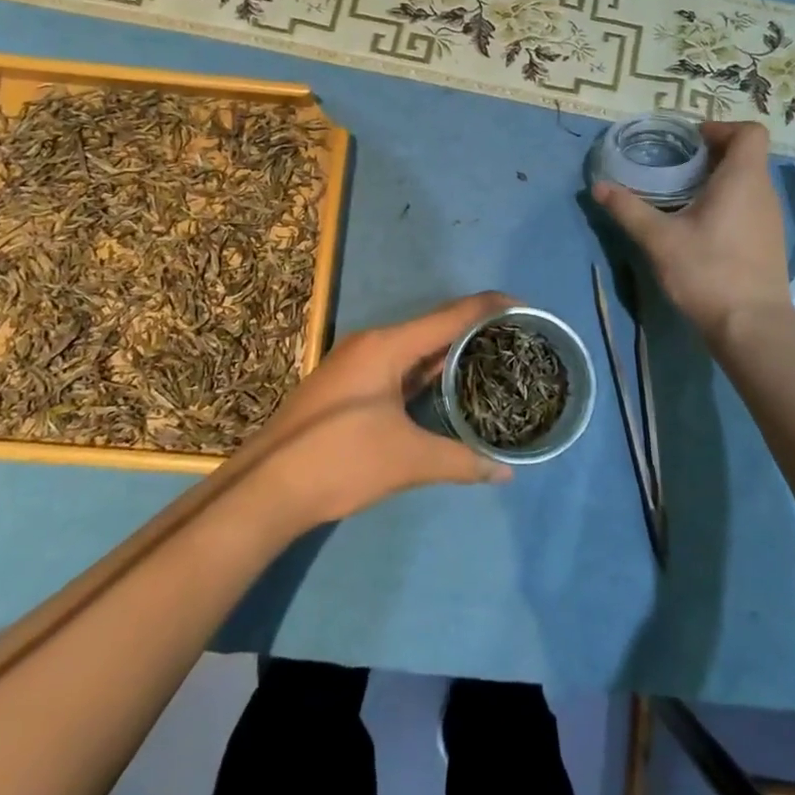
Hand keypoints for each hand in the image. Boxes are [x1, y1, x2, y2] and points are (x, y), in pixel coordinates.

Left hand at [244, 291, 514, 525]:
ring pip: (415, 348)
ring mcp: (356, 363)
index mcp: (388, 346)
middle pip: (434, 327)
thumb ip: (461, 460)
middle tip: (516, 341)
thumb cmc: (341, 460)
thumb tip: (506, 472)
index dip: (490, 307)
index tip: (526, 309)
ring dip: (450, 352)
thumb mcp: (408, 460)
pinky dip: (427, 371)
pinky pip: (398, 366)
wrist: (267, 487)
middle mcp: (372, 343)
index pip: (451, 315)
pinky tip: (447, 388)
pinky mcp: (348, 385)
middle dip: (475, 331)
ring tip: (491, 360)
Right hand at [592, 121, 791, 344]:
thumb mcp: (659, 239)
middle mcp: (764, 192)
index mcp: (743, 178)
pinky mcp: (768, 241)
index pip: (749, 131)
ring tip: (682, 196)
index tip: (690, 142)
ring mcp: (771, 218)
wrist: (751, 325)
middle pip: (746, 155)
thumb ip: (629, 209)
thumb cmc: (708, 271)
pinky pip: (750, 205)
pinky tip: (700, 227)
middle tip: (676, 167)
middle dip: (712, 154)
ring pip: (748, 182)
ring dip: (719, 180)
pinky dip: (728, 203)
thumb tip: (599, 186)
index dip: (721, 128)